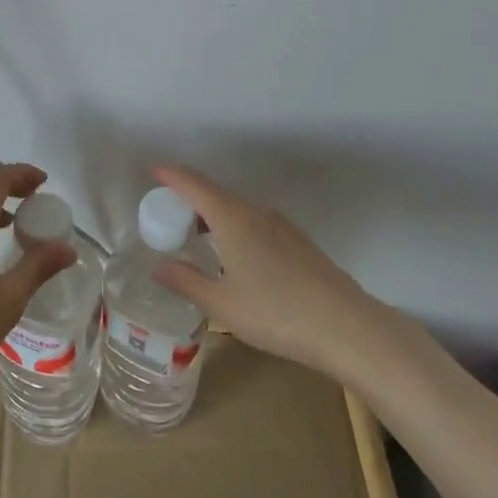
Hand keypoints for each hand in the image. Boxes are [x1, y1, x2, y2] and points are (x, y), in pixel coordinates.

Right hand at [151, 165, 376, 377]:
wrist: (345, 326)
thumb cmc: (275, 312)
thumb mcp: (221, 304)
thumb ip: (186, 281)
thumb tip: (157, 266)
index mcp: (232, 218)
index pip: (194, 184)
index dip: (171, 175)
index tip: (152, 170)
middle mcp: (256, 211)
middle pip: (216, 193)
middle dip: (189, 198)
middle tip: (167, 216)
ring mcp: (281, 225)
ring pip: (238, 208)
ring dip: (213, 215)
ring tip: (196, 237)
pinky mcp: (298, 241)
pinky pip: (255, 222)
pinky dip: (234, 227)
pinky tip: (234, 255)